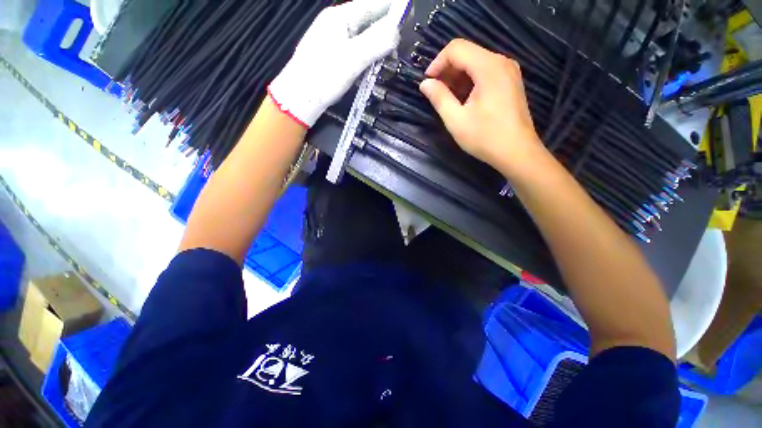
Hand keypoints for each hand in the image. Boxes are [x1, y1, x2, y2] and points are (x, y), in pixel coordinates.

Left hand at [269, 0, 402, 127]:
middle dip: (386, 29)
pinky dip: (366, 55)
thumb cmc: (324, 76)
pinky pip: (354, 49)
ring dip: (376, 44)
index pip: (372, 4)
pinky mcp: (332, 55)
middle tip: (400, 42)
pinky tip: (370, 65)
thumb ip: (376, 42)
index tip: (409, 14)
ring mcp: (332, 39)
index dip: (392, 8)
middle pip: (367, 19)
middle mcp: (336, 23)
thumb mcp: (353, 59)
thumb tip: (397, 30)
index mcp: (340, 17)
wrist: (300, 97)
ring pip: (362, 36)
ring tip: (389, 56)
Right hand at [420, 39, 544, 176]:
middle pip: (467, 54)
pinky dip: (470, 82)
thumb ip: (439, 98)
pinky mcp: (511, 82)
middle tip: (435, 93)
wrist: (517, 153)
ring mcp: (508, 72)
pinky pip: (486, 73)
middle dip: (447, 71)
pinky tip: (464, 100)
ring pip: (476, 63)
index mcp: (488, 67)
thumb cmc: (485, 137)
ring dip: (458, 77)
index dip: (437, 62)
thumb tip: (425, 84)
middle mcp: (501, 62)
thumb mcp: (456, 120)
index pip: (456, 48)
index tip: (427, 83)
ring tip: (447, 99)